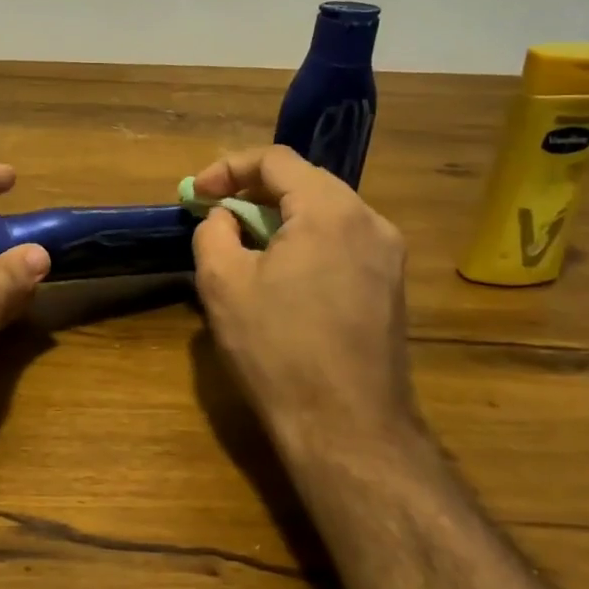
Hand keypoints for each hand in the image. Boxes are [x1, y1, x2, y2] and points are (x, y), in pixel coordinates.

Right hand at [191, 145, 417, 452]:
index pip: (276, 160)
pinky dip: (306, 238)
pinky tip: (282, 270)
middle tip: (217, 211)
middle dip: (254, 189)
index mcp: (330, 210)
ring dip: (281, 214)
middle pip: (306, 180)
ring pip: (326, 210)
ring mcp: (388, 254)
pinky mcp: (391, 285)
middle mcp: (369, 220)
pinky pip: (343, 239)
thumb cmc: (278, 349)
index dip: (228, 168)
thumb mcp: (222, 283)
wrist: (348, 428)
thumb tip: (225, 217)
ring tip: (245, 240)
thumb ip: (214, 231)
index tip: (196, 194)